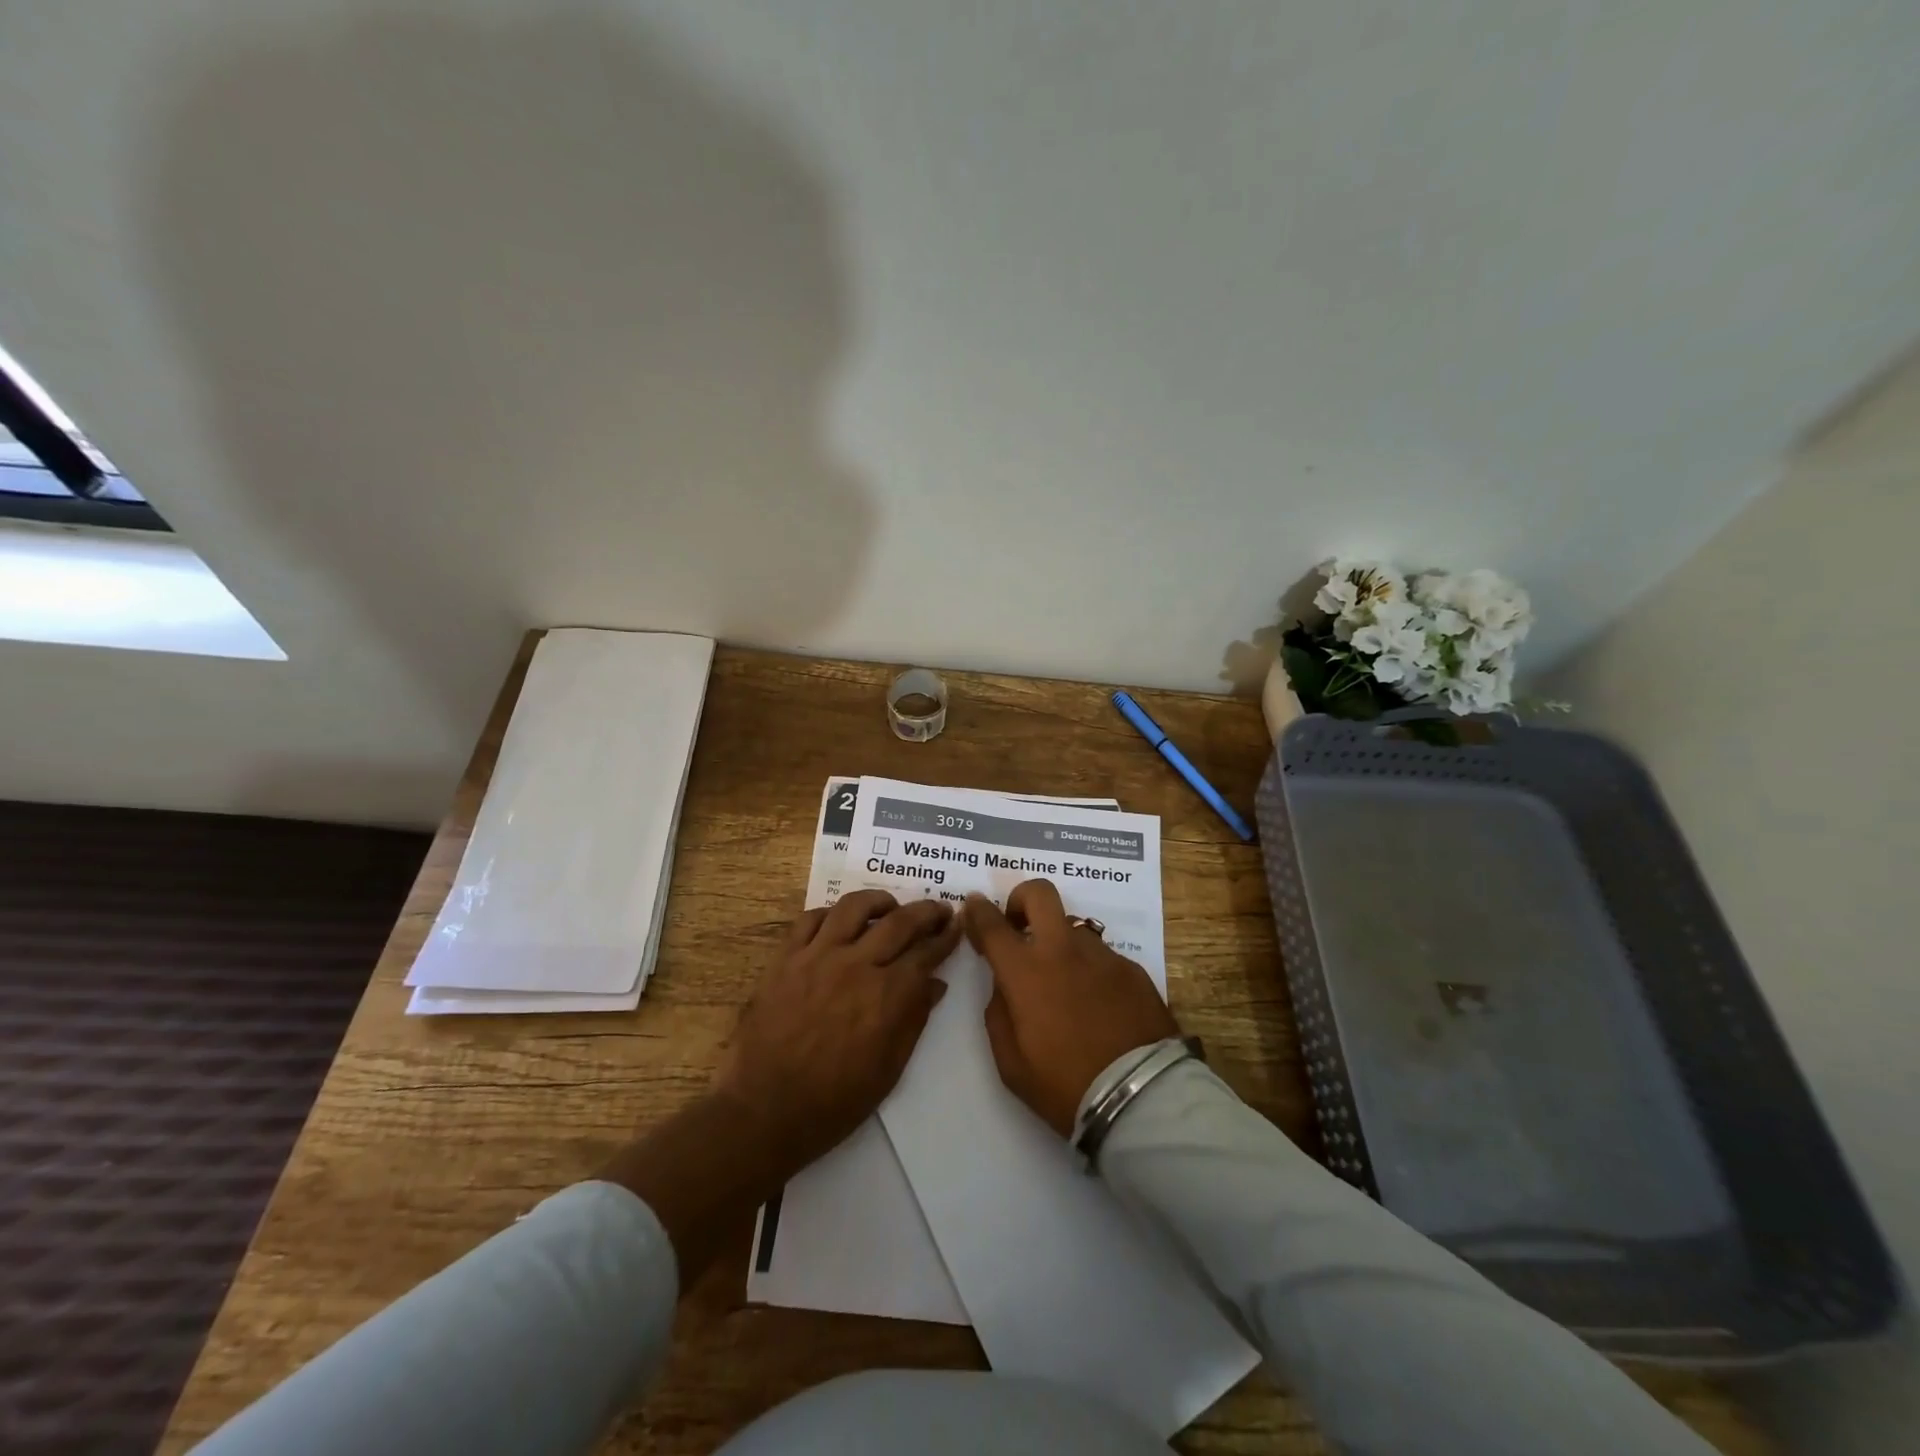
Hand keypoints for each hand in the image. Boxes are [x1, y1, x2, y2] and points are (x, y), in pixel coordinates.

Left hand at [713, 889, 961, 1177]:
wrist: (764, 1112)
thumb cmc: (834, 1102)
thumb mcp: (889, 1070)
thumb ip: (914, 1020)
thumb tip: (936, 984)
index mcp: (886, 996)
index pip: (926, 953)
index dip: (946, 937)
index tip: (957, 925)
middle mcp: (856, 965)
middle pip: (899, 922)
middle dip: (926, 912)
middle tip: (938, 909)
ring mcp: (817, 957)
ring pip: (854, 907)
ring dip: (879, 901)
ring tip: (890, 906)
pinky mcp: (785, 959)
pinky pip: (809, 919)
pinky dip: (830, 914)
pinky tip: (839, 922)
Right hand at [965, 880, 1179, 1135]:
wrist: (1140, 1099)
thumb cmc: (1065, 1086)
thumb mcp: (1011, 1062)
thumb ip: (999, 1012)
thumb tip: (1005, 985)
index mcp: (1026, 972)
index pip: (992, 924)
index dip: (978, 910)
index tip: (973, 907)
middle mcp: (1063, 950)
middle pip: (1040, 893)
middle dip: (1021, 899)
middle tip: (1019, 926)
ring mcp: (1102, 956)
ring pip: (1073, 929)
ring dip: (1059, 945)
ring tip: (1065, 986)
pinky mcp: (1132, 969)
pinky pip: (1101, 957)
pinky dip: (1090, 971)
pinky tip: (1097, 1007)